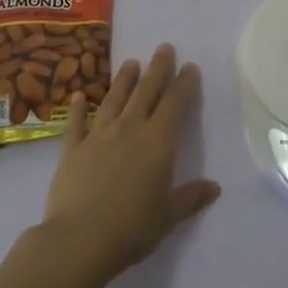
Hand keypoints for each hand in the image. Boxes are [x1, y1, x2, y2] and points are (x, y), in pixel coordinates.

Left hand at [39, 43, 220, 283]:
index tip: (190, 66)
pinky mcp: (72, 149)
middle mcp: (130, 129)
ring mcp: (99, 136)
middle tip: (164, 48)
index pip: (175, 104)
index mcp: (158, 142)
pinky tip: (79, 94)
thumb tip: (214, 187)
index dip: (184, 84)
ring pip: (114, 99)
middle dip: (158, 68)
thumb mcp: (168, 216)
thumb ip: (190, 197)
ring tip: (131, 62)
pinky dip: (78, 107)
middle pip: (147, 92)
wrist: (79, 239)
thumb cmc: (132, 228)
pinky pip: (77, 123)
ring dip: (124, 79)